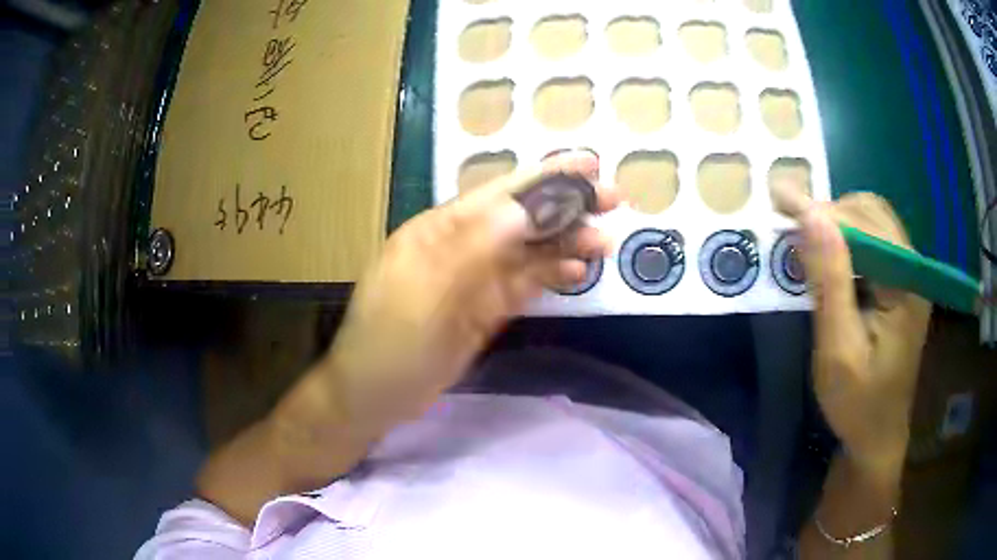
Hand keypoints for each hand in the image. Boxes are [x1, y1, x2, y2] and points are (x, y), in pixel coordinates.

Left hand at [324, 151, 617, 438]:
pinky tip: (578, 271)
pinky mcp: (485, 309)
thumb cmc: (391, 340)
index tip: (589, 166)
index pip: (501, 193)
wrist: (375, 395)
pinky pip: (525, 285)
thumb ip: (476, 246)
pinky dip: (552, 275)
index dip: (546, 176)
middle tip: (615, 199)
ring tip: (606, 240)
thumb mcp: (427, 291)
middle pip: (522, 218)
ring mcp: (475, 279)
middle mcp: (460, 245)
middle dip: (567, 206)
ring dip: (567, 242)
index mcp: (440, 229)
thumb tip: (525, 207)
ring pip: (529, 251)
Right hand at [774, 185, 931, 475]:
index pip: (866, 224)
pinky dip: (846, 241)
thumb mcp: (838, 350)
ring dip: (837, 224)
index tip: (779, 201)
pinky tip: (828, 259)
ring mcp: (909, 275)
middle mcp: (913, 269)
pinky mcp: (900, 285)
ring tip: (805, 241)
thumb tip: (809, 215)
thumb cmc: (858, 403)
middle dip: (829, 213)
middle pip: (872, 213)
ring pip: (873, 222)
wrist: (877, 436)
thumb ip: (829, 281)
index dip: (823, 210)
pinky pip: (873, 243)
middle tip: (790, 225)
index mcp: (907, 285)